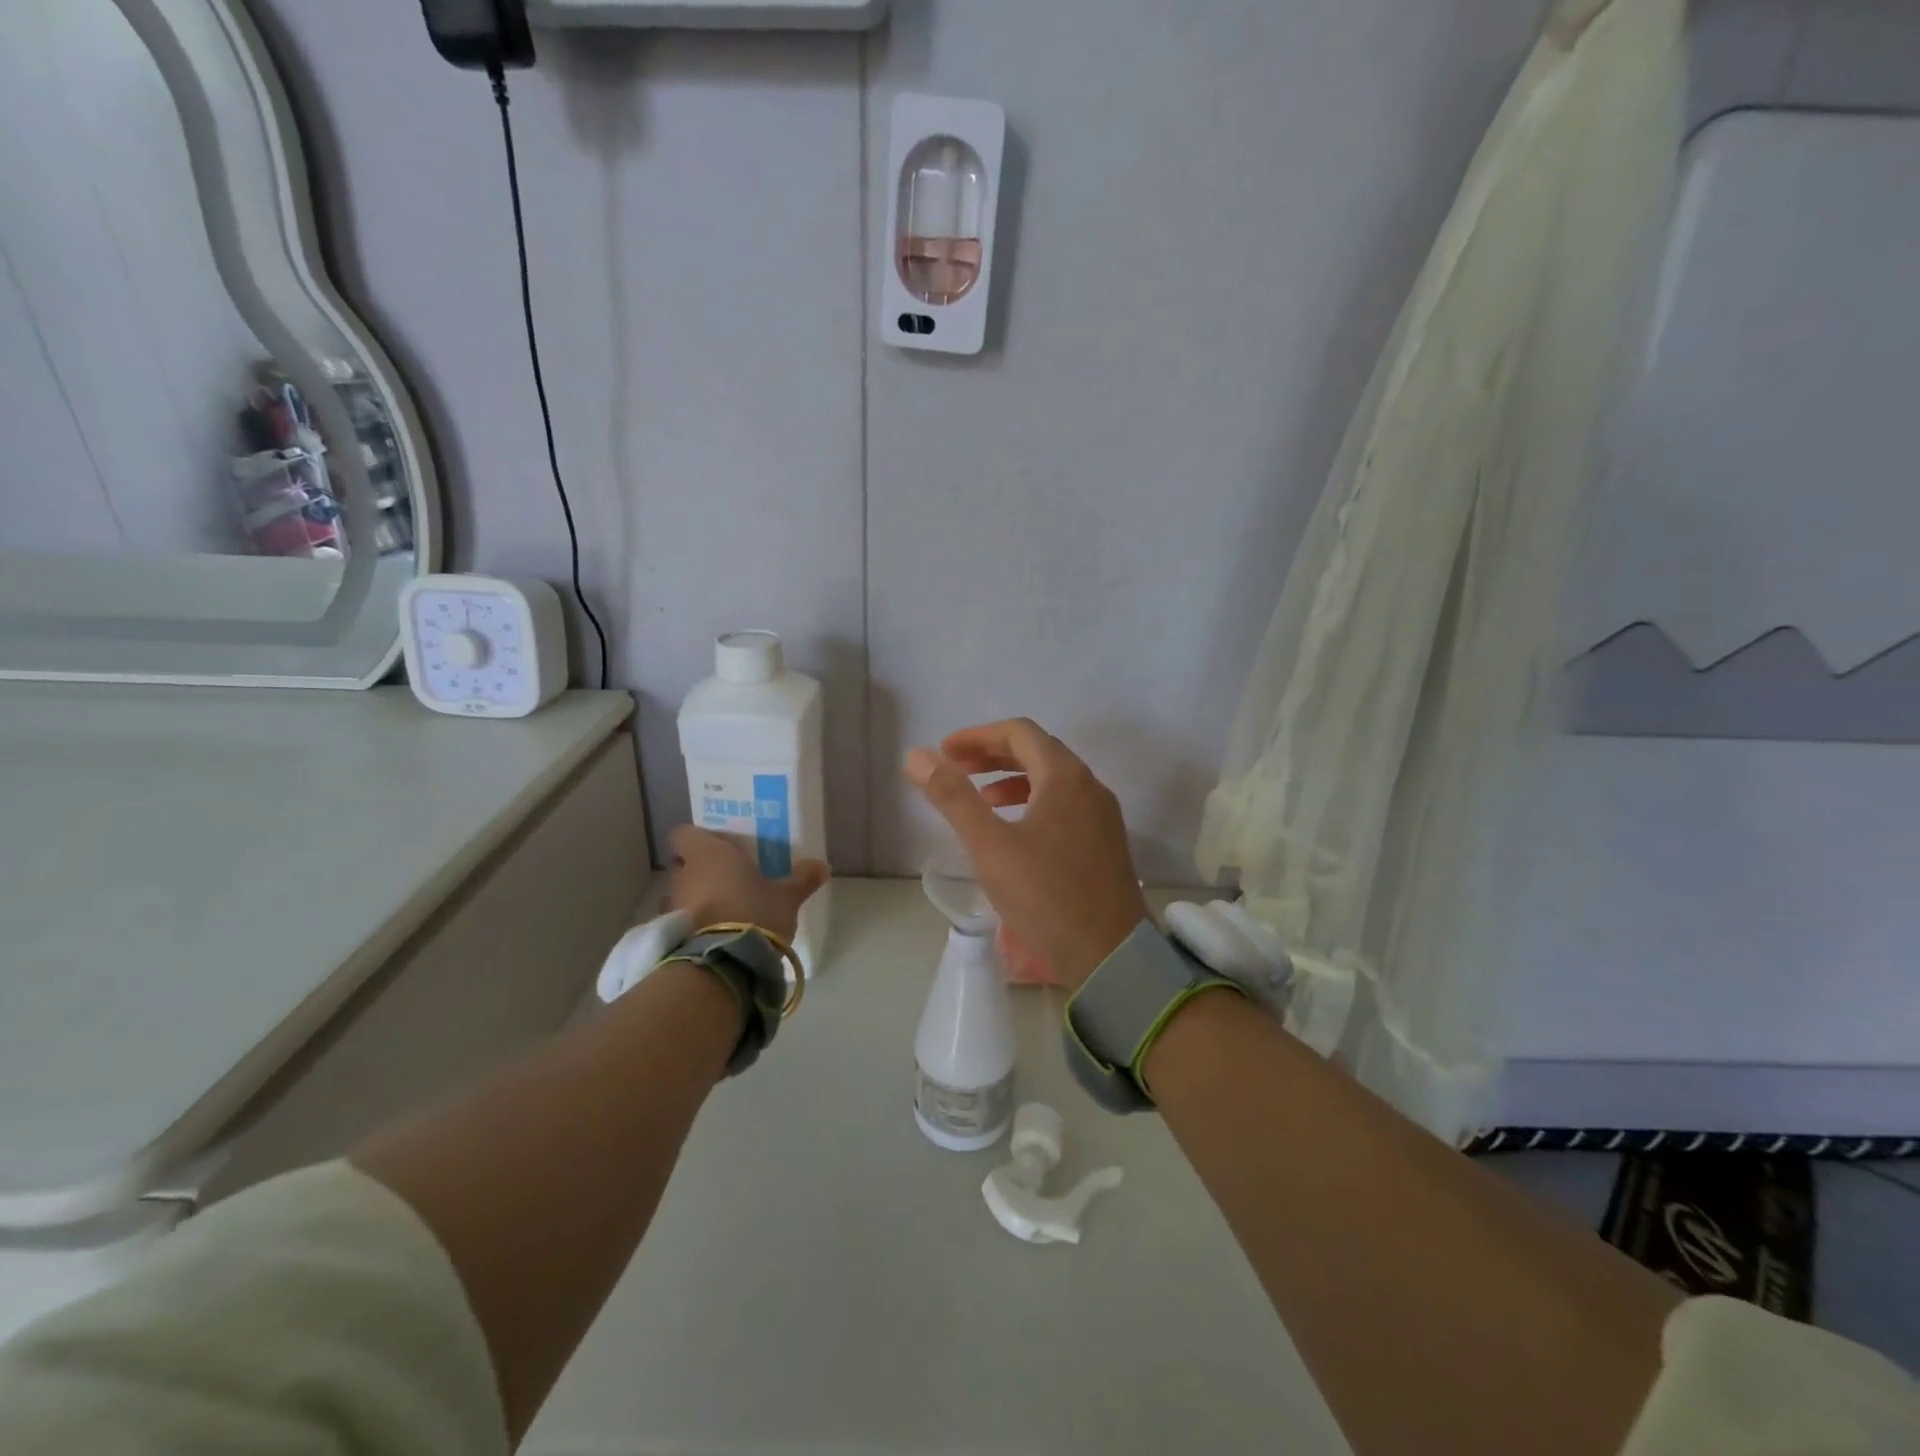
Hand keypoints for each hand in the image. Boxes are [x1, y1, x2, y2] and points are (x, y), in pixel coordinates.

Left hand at [665, 826, 828, 943]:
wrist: (725, 962)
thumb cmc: (754, 912)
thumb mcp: (787, 896)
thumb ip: (802, 879)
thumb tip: (821, 866)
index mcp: (709, 853)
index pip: (684, 833)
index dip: (699, 839)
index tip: (719, 847)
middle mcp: (684, 874)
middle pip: (684, 863)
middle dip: (701, 870)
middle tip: (728, 878)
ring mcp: (673, 905)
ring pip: (680, 893)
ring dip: (696, 898)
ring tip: (722, 909)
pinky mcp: (672, 934)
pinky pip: (680, 920)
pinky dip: (692, 924)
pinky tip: (713, 933)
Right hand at [905, 719, 1148, 991]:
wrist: (1110, 955)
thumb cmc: (1045, 896)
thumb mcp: (990, 846)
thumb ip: (953, 797)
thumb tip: (917, 755)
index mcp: (1065, 777)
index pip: (1019, 732)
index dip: (977, 736)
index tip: (945, 752)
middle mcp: (1090, 786)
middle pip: (1038, 751)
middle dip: (993, 755)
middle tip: (956, 770)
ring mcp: (1103, 815)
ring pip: (1053, 779)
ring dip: (1013, 780)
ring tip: (981, 800)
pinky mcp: (1105, 842)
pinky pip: (1066, 804)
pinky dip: (1034, 802)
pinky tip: (1015, 831)